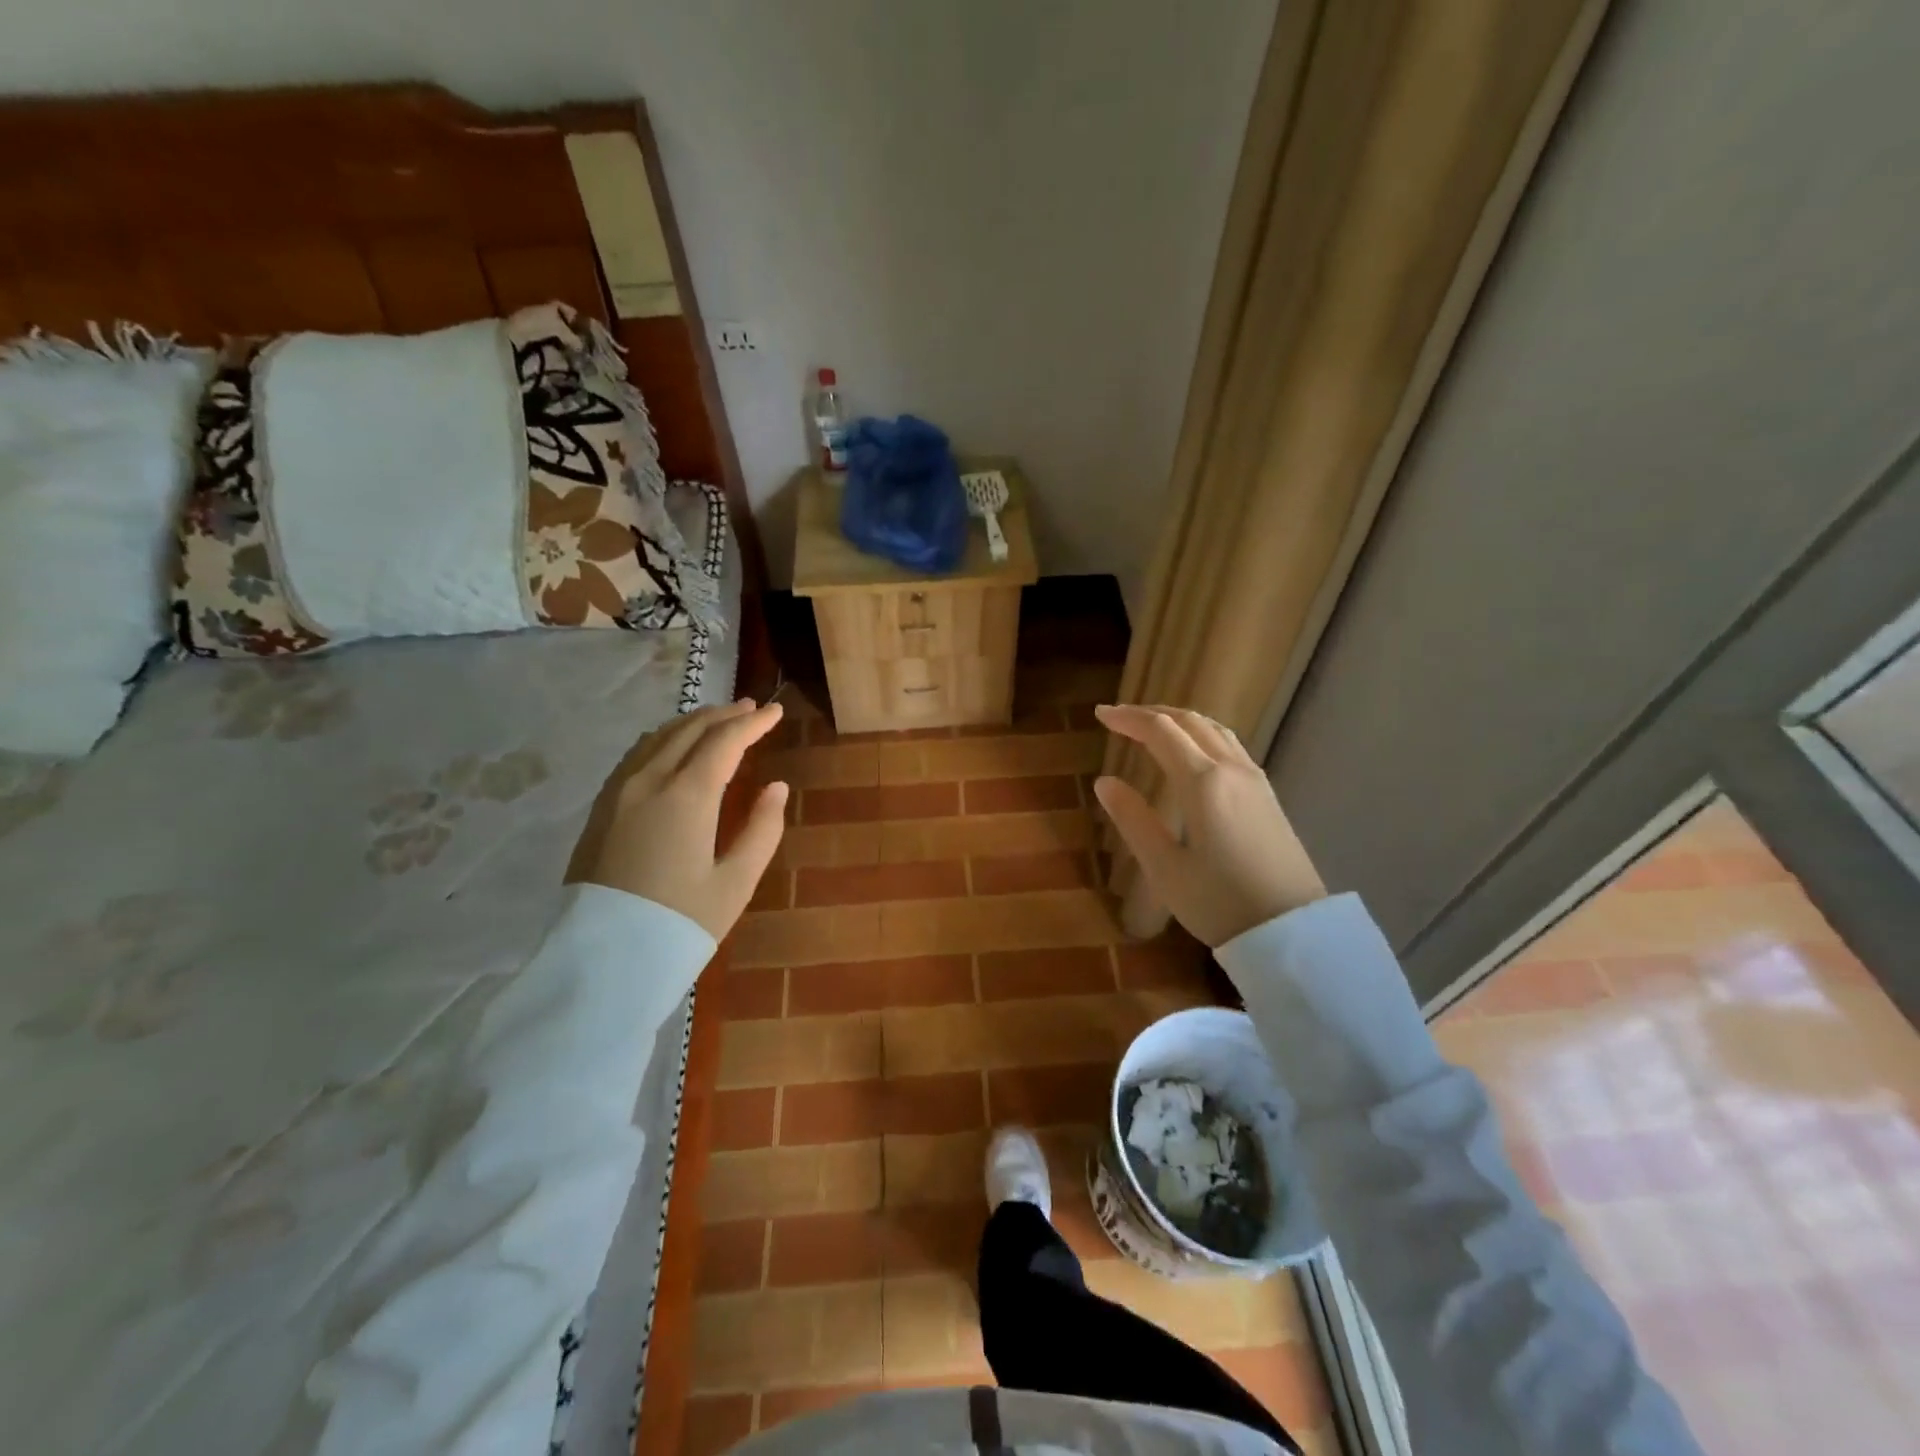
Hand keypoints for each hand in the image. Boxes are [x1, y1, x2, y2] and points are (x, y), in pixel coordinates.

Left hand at [586, 700, 788, 939]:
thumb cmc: (680, 924)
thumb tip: (775, 788)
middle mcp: (648, 782)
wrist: (602, 963)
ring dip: (693, 723)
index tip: (776, 712)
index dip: (753, 724)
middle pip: (689, 730)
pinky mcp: (601, 809)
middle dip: (724, 715)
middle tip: (752, 709)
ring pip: (659, 738)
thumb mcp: (736, 883)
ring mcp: (618, 793)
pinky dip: (664, 740)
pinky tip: (672, 747)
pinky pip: (636, 755)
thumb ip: (762, 829)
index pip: (724, 742)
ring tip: (718, 720)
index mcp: (686, 796)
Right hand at [1093, 704, 1324, 946]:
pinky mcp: (1267, 795)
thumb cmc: (1220, 903)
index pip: (1160, 731)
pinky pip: (1230, 745)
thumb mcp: (1164, 867)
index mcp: (1203, 782)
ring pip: (1214, 729)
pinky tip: (1193, 752)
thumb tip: (1104, 782)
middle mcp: (1231, 769)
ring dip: (1180, 720)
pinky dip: (1201, 734)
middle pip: (1189, 721)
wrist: (1292, 931)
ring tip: (1152, 726)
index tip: (1100, 714)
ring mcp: (1255, 780)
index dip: (1128, 718)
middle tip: (1120, 717)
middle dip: (1152, 713)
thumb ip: (1133, 819)